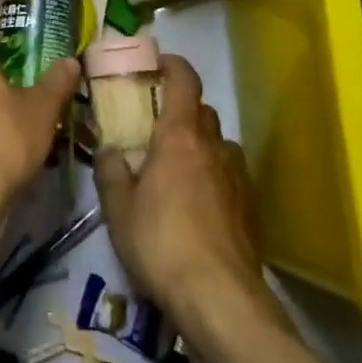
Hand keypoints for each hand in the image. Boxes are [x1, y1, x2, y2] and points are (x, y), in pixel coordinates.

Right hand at [96, 55, 266, 322]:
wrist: (220, 299)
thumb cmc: (160, 242)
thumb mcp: (119, 208)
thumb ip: (112, 171)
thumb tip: (110, 149)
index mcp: (180, 136)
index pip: (185, 80)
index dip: (172, 65)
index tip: (156, 63)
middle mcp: (214, 147)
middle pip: (202, 112)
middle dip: (180, 111)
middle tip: (154, 127)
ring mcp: (238, 178)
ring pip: (217, 146)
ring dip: (199, 147)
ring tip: (175, 172)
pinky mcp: (251, 209)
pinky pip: (229, 177)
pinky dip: (213, 178)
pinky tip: (196, 208)